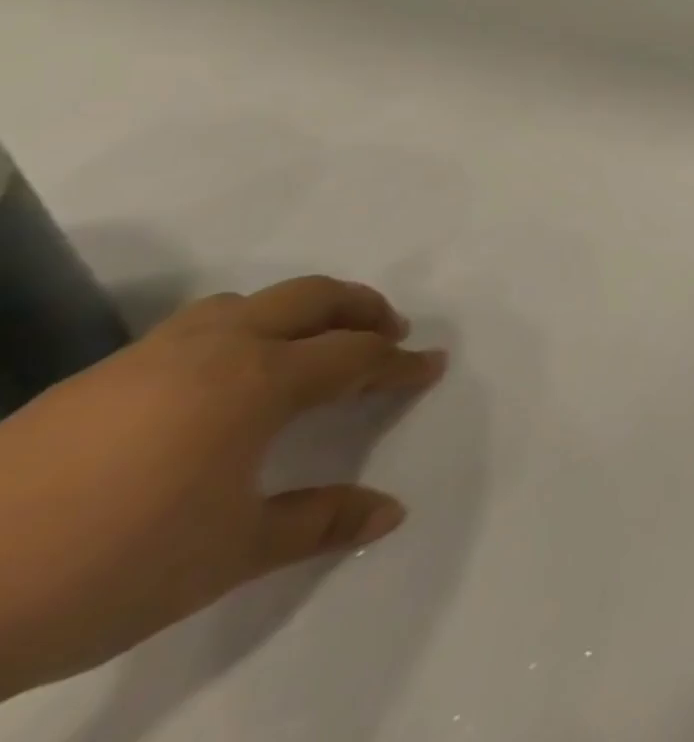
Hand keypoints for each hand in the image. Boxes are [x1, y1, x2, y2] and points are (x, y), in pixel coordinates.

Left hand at [0, 276, 445, 698]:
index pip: (355, 355)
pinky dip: (231, 335)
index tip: (430, 366)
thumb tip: (391, 513)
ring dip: (292, 313)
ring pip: (243, 302)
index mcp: (259, 381)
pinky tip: (213, 384)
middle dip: (360, 307)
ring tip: (305, 346)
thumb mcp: (227, 555)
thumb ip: (317, 523)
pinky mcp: (92, 379)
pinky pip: (188, 331)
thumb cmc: (109, 566)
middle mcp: (215, 349)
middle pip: (310, 298)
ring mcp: (147, 357)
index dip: (399, 363)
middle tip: (389, 330)